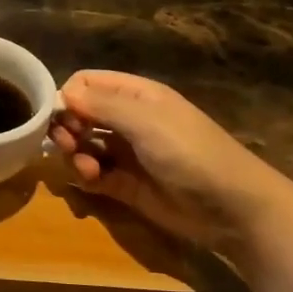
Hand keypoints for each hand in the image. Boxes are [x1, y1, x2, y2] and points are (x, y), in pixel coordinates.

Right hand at [49, 70, 286, 238]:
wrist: (233, 208)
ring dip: (74, 155)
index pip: (87, 83)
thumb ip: (101, 105)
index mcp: (136, 96)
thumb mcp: (146, 122)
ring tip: (85, 169)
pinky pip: (92, 174)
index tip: (59, 117)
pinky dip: (84, 176)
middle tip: (67, 145)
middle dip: (67, 129)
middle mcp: (127, 120)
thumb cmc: (191, 153)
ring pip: (82, 146)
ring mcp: (126, 153)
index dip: (68, 97)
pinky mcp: (125, 185)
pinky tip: (90, 181)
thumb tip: (63, 93)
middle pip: (80, 115)